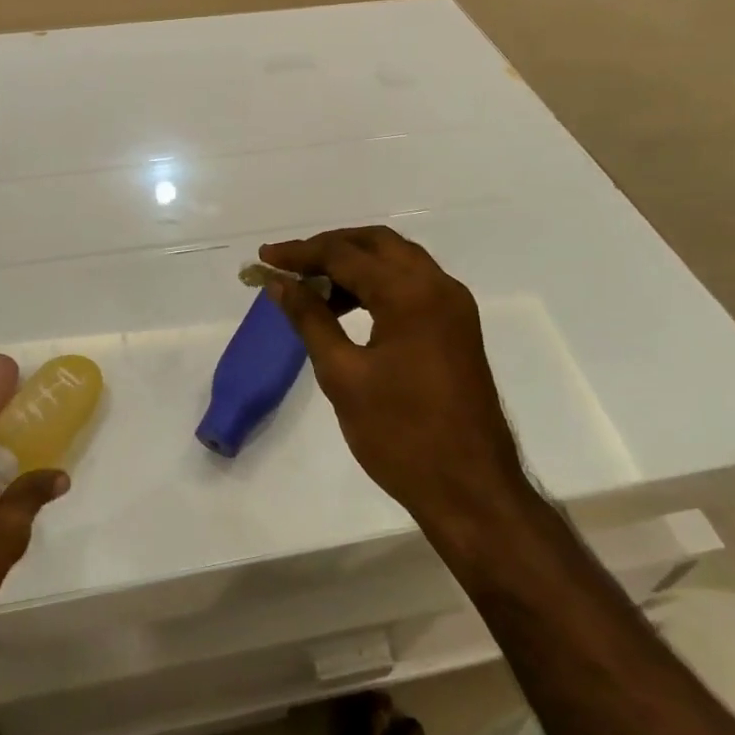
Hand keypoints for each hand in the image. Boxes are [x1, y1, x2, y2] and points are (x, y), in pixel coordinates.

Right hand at [259, 227, 522, 532]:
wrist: (471, 490)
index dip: (300, 253)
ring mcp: (454, 305)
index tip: (264, 258)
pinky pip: (413, 284)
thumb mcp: (343, 375)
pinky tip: (348, 307)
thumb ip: (310, 320)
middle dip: (329, 247)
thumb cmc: (401, 434)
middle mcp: (438, 286)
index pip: (344, 254)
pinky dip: (378, 283)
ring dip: (354, 264)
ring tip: (312, 289)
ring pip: (397, 261)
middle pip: (376, 243)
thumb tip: (280, 284)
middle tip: (290, 265)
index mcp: (410, 294)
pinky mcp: (458, 326)